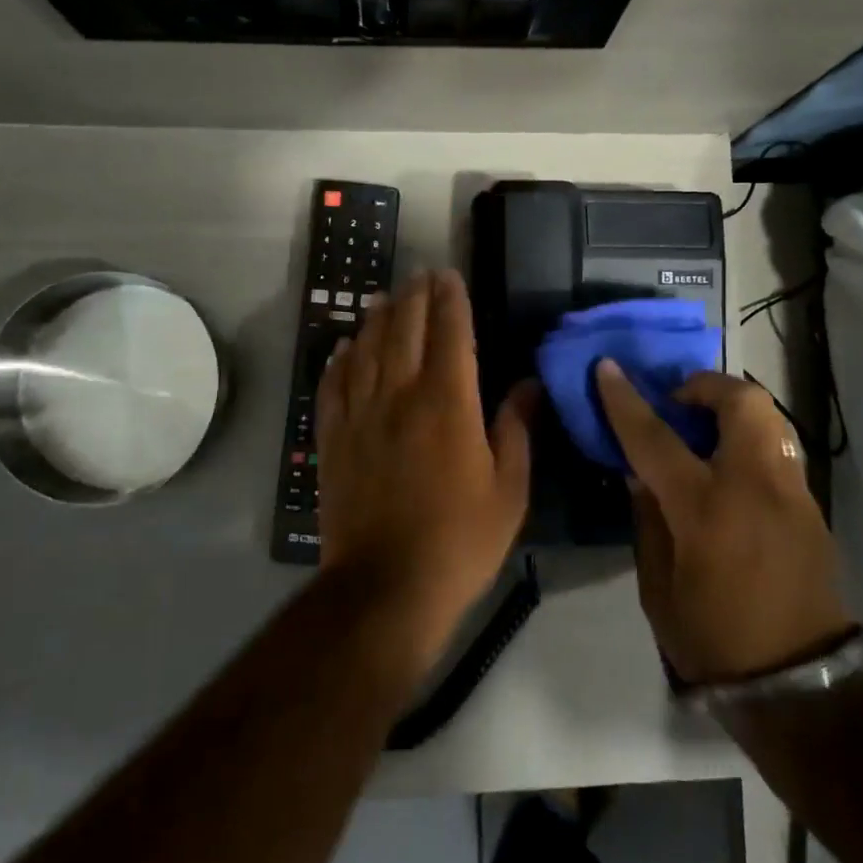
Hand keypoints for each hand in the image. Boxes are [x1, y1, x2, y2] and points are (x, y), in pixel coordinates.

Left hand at [315, 270, 532, 654]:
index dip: (451, 300)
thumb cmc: (460, 540)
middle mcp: (400, 396)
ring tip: (385, 297)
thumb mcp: (509, 490)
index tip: (450, 276)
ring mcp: (361, 415)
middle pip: (405, 330)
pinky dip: (340, 360)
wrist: (386, 587)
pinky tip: (345, 347)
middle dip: (415, 297)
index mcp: (448, 403)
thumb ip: (516, 429)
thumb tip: (529, 383)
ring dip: (378, 318)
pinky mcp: (333, 439)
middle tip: (420, 275)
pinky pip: (334, 386)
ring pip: (367, 350)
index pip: (450, 333)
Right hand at [595, 362, 854, 684]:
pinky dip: (750, 436)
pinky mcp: (811, 504)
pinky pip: (778, 446)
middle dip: (704, 385)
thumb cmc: (714, 640)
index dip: (625, 400)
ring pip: (769, 416)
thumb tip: (640, 473)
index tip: (606, 367)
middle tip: (676, 403)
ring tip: (703, 429)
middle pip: (740, 401)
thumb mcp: (657, 587)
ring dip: (731, 407)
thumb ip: (648, 519)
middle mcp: (755, 486)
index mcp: (705, 509)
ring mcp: (791, 491)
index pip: (656, 437)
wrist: (799, 685)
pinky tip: (730, 466)